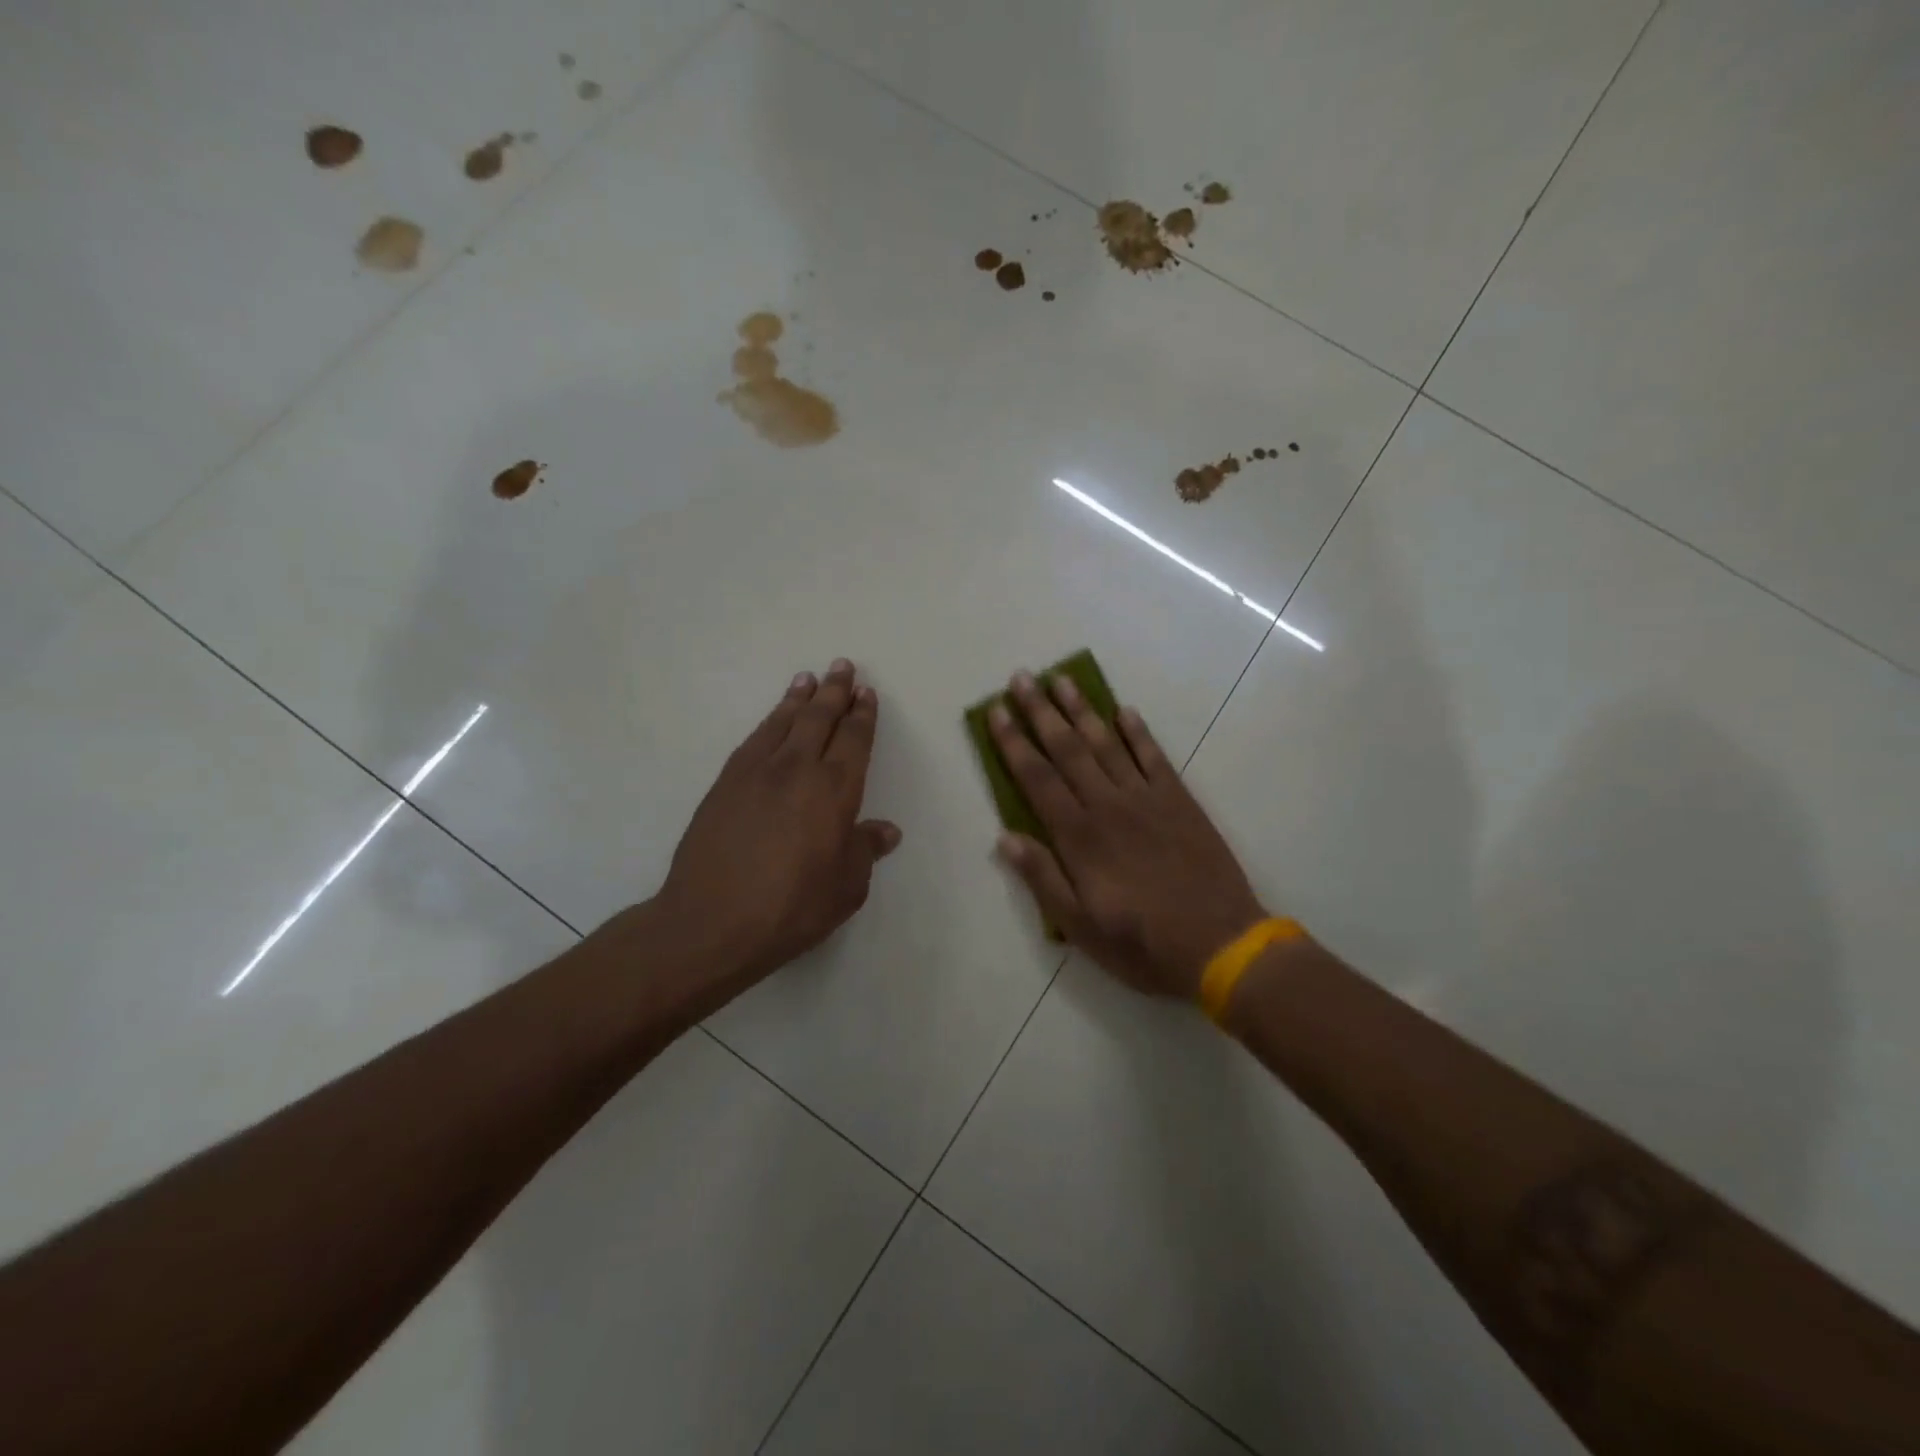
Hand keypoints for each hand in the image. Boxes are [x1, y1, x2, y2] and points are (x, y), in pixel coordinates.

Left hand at [654, 660, 900, 998]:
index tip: (867, 694)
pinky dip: (769, 720)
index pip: (854, 740)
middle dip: (835, 691)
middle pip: (820, 718)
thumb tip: (886, 831)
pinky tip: (774, 717)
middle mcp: (798, 769)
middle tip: (843, 666)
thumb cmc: (791, 908)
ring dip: (799, 697)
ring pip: (784, 721)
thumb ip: (865, 851)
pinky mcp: (726, 782)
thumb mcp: (845, 887)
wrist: (711, 921)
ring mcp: (757, 771)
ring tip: (808, 678)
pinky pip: (755, 738)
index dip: (863, 715)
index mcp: (835, 791)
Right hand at [990, 670, 1265, 998]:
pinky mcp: (1179, 800)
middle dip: (1040, 711)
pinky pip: (1153, 756)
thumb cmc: (1141, 942)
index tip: (996, 711)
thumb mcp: (1079, 926)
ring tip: (1062, 679)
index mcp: (1079, 836)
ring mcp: (1146, 798)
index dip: (1013, 742)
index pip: (1037, 778)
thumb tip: (1005, 837)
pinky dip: (1137, 732)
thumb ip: (1042, 878)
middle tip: (1022, 678)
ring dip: (1082, 709)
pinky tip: (1124, 711)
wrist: (1220, 943)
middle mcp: (1108, 805)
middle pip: (1067, 749)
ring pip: (1106, 743)